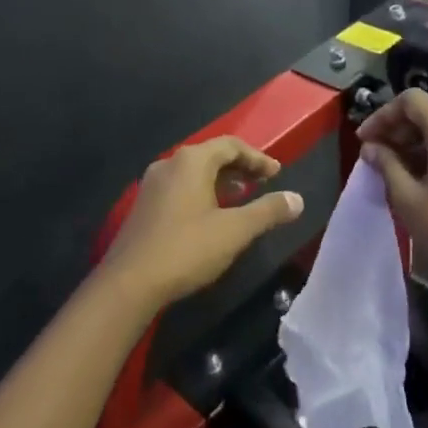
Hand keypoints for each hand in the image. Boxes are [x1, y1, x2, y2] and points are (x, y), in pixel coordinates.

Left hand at [102, 138, 304, 309]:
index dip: (258, 158)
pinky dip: (202, 191)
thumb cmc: (186, 249)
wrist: (129, 282)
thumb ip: (268, 211)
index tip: (277, 174)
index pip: (231, 145)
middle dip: (240, 167)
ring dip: (220, 180)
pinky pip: (180, 186)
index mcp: (191, 161)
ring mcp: (153, 184)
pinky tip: (211, 215)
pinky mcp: (144, 205)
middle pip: (211, 154)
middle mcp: (170, 163)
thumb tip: (297, 199)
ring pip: (194, 172)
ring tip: (241, 197)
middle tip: (263, 183)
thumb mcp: (235, 231)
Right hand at [355, 90, 427, 317]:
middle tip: (373, 154)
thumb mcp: (409, 199)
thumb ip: (387, 165)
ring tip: (389, 168)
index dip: (383, 115)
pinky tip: (415, 178)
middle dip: (396, 128)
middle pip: (427, 113)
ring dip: (412, 142)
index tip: (364, 140)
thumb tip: (371, 147)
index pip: (412, 100)